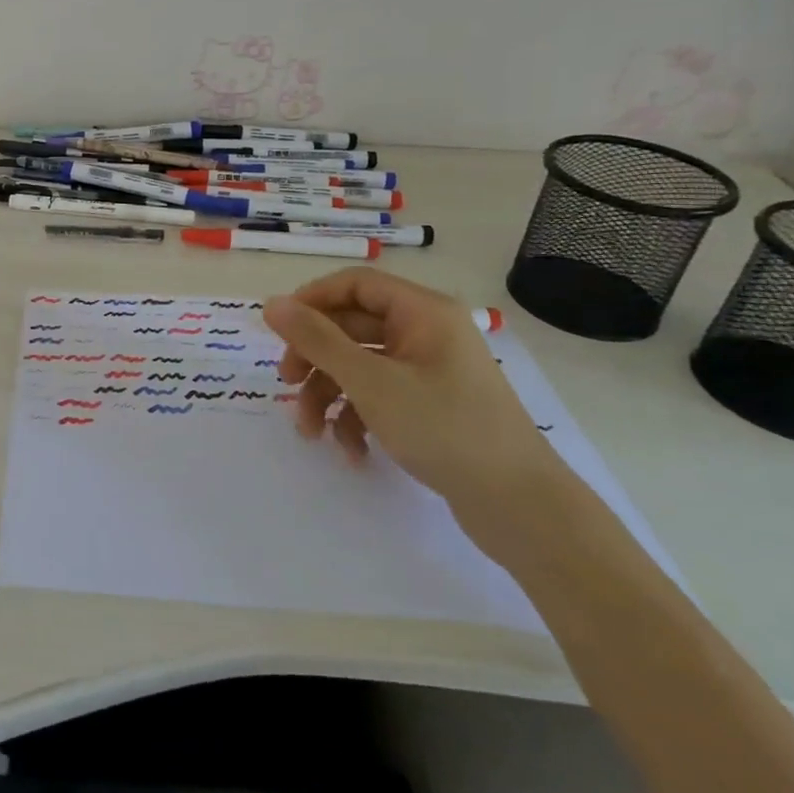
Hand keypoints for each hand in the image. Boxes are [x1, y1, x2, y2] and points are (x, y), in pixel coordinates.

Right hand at [262, 268, 566, 527]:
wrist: (522, 508)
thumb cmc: (445, 429)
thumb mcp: (370, 382)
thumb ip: (316, 339)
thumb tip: (271, 303)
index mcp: (423, 312)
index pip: (354, 284)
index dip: (311, 301)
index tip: (279, 331)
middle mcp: (427, 332)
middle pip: (351, 327)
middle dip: (315, 359)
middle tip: (287, 385)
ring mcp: (430, 370)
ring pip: (360, 366)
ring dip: (329, 395)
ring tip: (312, 433)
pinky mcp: (431, 405)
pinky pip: (379, 396)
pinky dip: (357, 418)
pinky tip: (352, 451)